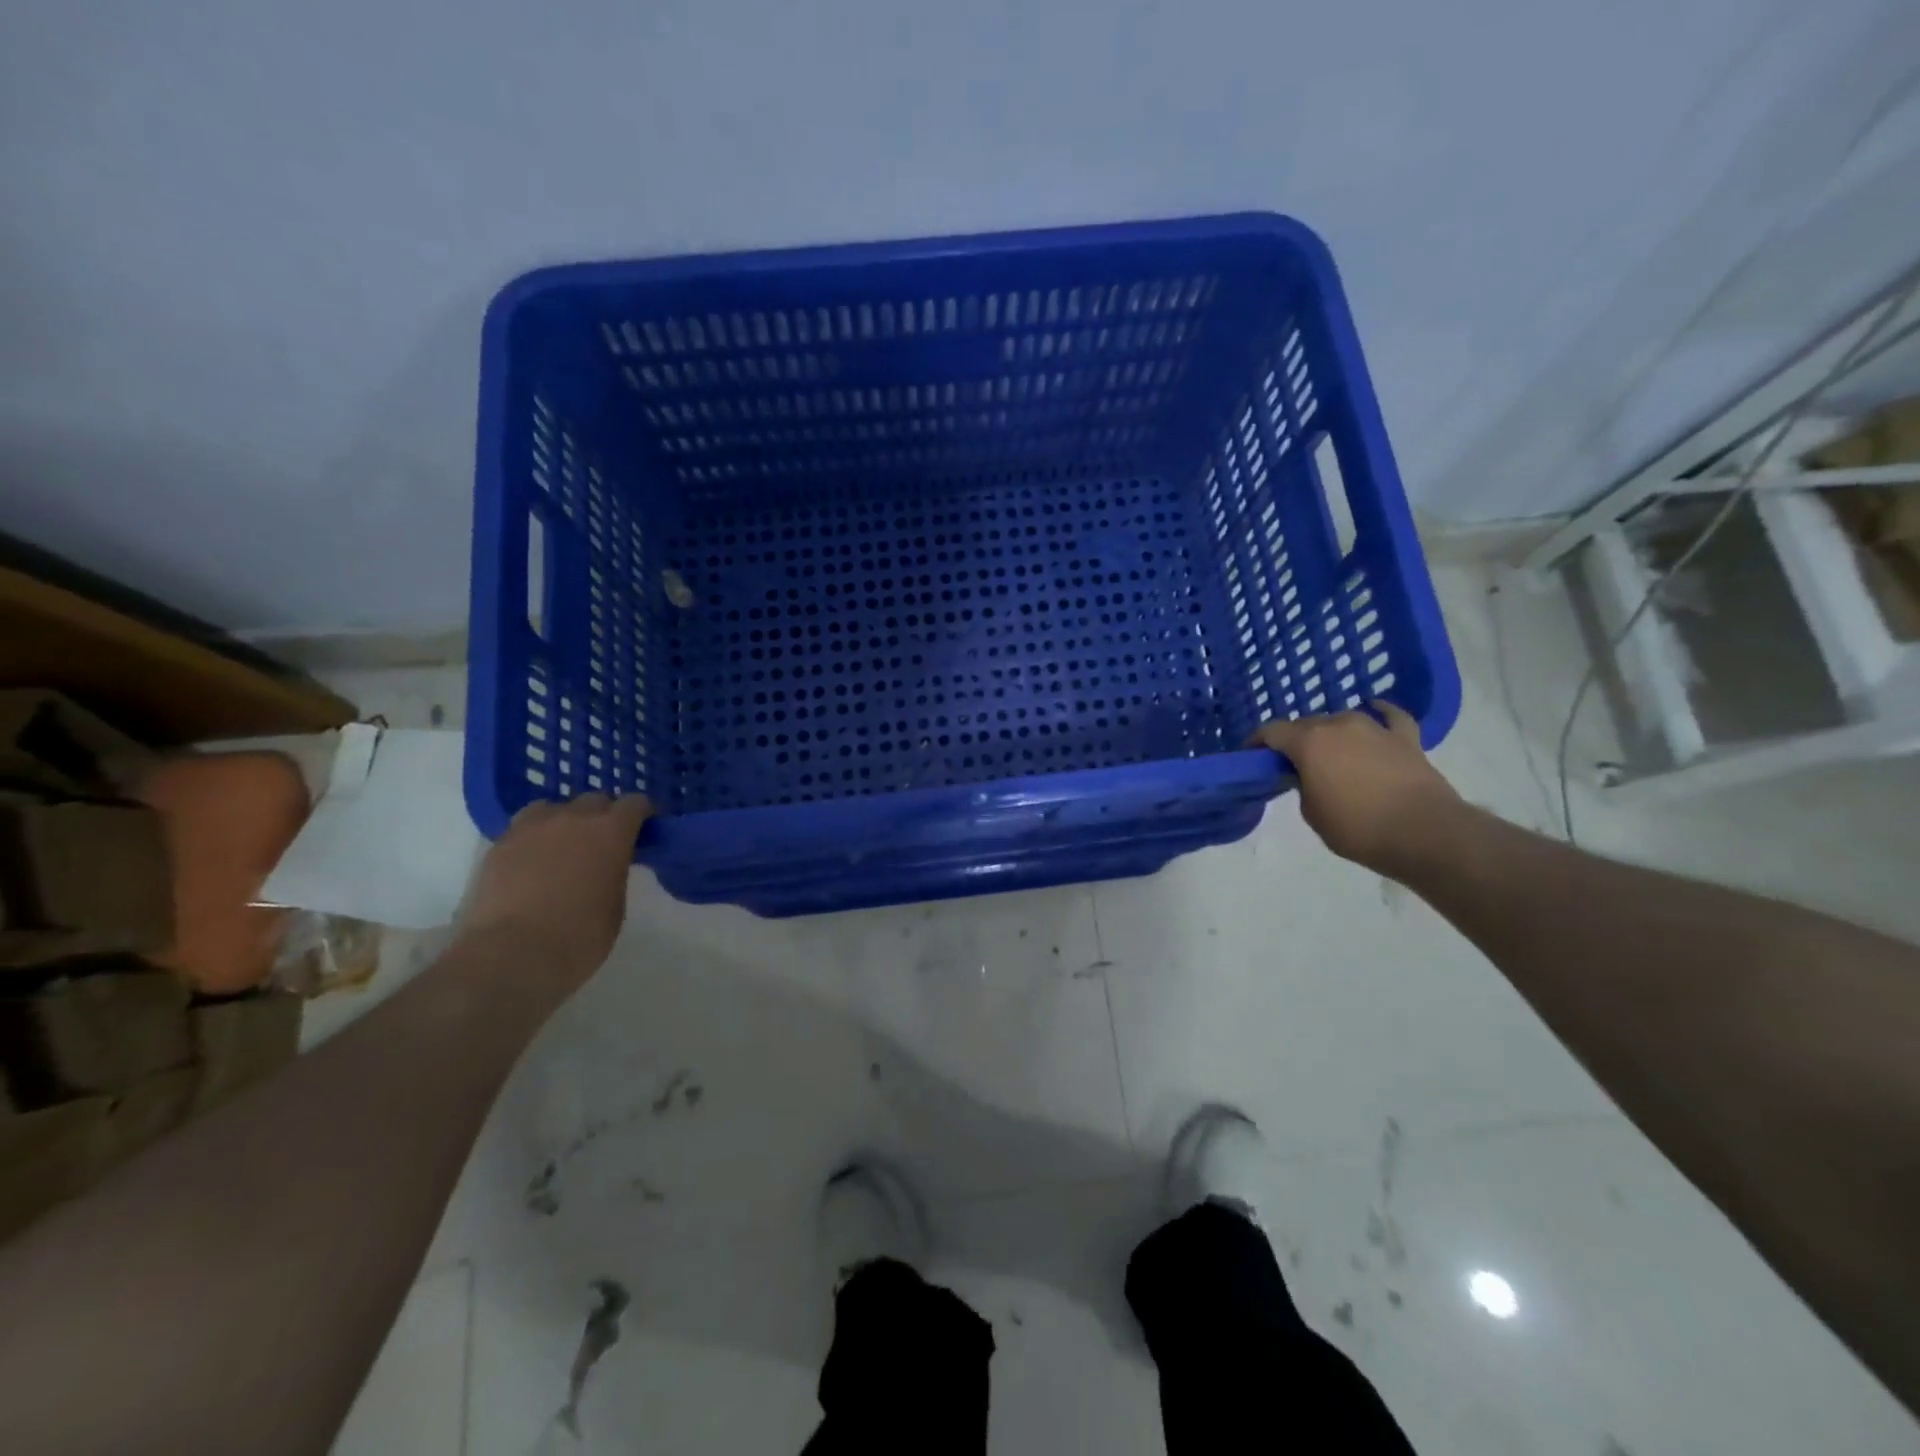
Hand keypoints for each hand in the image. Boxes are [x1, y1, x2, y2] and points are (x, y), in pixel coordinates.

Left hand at [457, 794, 652, 993]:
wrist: (510, 956)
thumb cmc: (578, 938)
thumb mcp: (615, 906)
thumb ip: (614, 873)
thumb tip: (606, 865)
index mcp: (611, 832)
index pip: (634, 803)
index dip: (641, 814)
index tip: (643, 830)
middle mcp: (573, 819)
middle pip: (594, 800)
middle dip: (603, 815)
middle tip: (603, 842)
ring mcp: (531, 828)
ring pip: (553, 808)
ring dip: (564, 821)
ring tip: (563, 846)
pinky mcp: (498, 845)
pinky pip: (523, 828)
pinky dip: (533, 837)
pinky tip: (533, 862)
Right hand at [1249, 703, 1460, 873]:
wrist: (1424, 833)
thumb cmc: (1358, 828)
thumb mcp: (1312, 813)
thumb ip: (1301, 786)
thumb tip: (1305, 774)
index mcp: (1308, 742)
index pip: (1271, 731)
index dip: (1257, 742)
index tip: (1251, 755)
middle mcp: (1338, 725)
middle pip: (1306, 724)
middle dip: (1293, 740)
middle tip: (1290, 762)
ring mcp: (1375, 728)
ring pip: (1342, 719)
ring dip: (1330, 732)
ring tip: (1329, 750)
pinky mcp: (1406, 738)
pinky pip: (1390, 716)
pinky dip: (1379, 713)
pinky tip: (1374, 711)